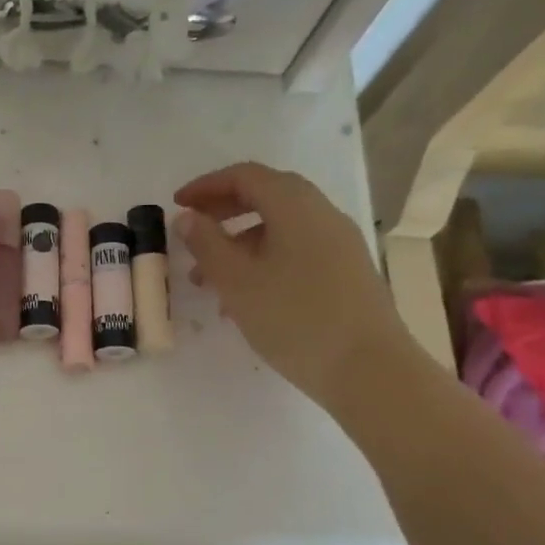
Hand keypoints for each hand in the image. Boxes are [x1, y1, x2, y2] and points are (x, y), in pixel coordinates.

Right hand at [174, 162, 411, 409]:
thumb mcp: (237, 281)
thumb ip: (207, 244)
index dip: (207, 185)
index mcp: (295, 206)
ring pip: (279, 229)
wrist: (367, 368)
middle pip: (266, 197)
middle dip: (223, 212)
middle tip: (190, 233)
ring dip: (239, 243)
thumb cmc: (294, 318)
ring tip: (206, 280)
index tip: (177, 204)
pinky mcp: (345, 273)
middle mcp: (322, 215)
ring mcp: (338, 244)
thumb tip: (188, 218)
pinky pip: (295, 252)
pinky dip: (262, 261)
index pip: (246, 176)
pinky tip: (244, 300)